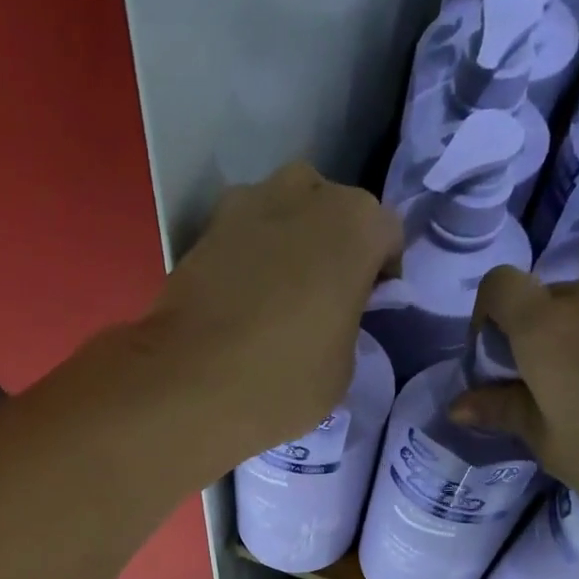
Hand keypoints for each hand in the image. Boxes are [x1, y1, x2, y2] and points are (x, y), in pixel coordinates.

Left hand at [145, 162, 401, 466]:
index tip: (368, 307)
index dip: (381, 273)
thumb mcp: (343, 367)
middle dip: (331, 247)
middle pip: (330, 211)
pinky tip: (239, 304)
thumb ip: (347, 323)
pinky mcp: (202, 231)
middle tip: (323, 297)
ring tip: (277, 296)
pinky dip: (246, 261)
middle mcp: (304, 194)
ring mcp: (246, 205)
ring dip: (286, 245)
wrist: (191, 385)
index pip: (386, 235)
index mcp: (355, 224)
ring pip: (282, 214)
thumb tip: (330, 317)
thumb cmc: (286, 379)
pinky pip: (240, 238)